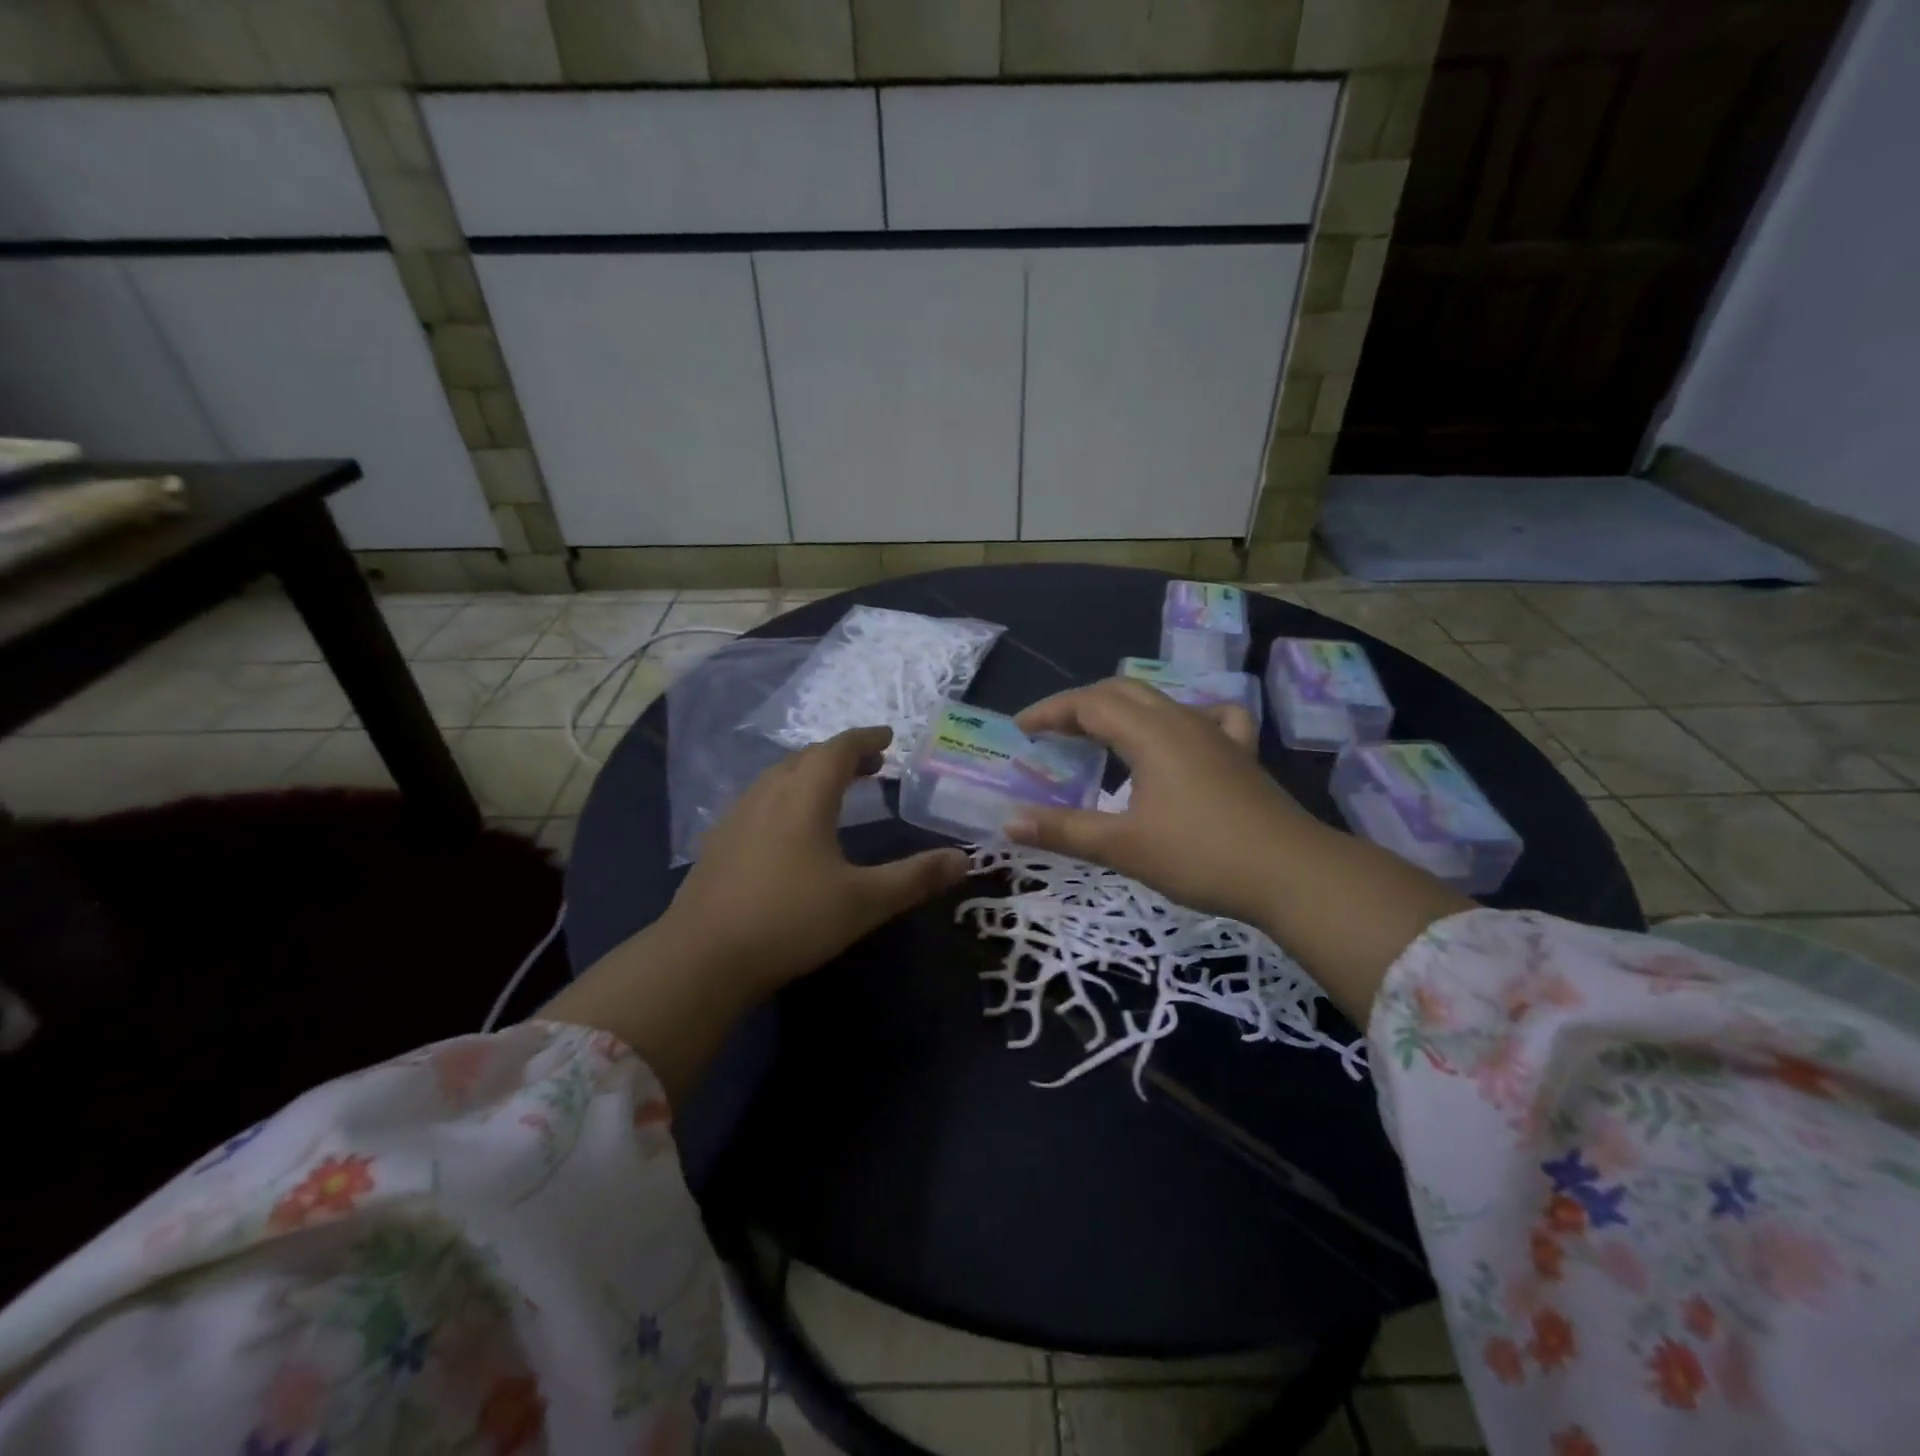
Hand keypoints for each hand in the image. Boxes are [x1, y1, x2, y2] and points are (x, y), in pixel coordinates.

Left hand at [545, 726, 968, 1102]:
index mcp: (804, 797)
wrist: (702, 958)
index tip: (888, 738)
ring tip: (835, 790)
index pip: (838, 750)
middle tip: (872, 766)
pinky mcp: (718, 843)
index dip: (865, 739)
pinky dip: (786, 796)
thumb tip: (964, 860)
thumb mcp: (864, 902)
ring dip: (810, 773)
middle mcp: (768, 795)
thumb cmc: (791, 921)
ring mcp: (737, 817)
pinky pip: (760, 800)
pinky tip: (789, 827)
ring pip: (779, 777)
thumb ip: (915, 878)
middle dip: (841, 756)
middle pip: (806, 758)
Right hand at [1008, 678, 1308, 925]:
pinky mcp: (1240, 754)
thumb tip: (1010, 822)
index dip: (1050, 712)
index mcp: (1150, 733)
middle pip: (1121, 691)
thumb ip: (1064, 831)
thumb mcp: (1123, 847)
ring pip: (1159, 701)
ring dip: (1121, 710)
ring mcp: (1216, 733)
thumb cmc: (1201, 856)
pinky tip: (1181, 735)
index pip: (1088, 704)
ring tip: (1100, 735)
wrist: (1292, 874)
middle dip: (1080, 705)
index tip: (1020, 729)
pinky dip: (1180, 717)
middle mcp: (1181, 720)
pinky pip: (1209, 717)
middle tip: (1051, 733)